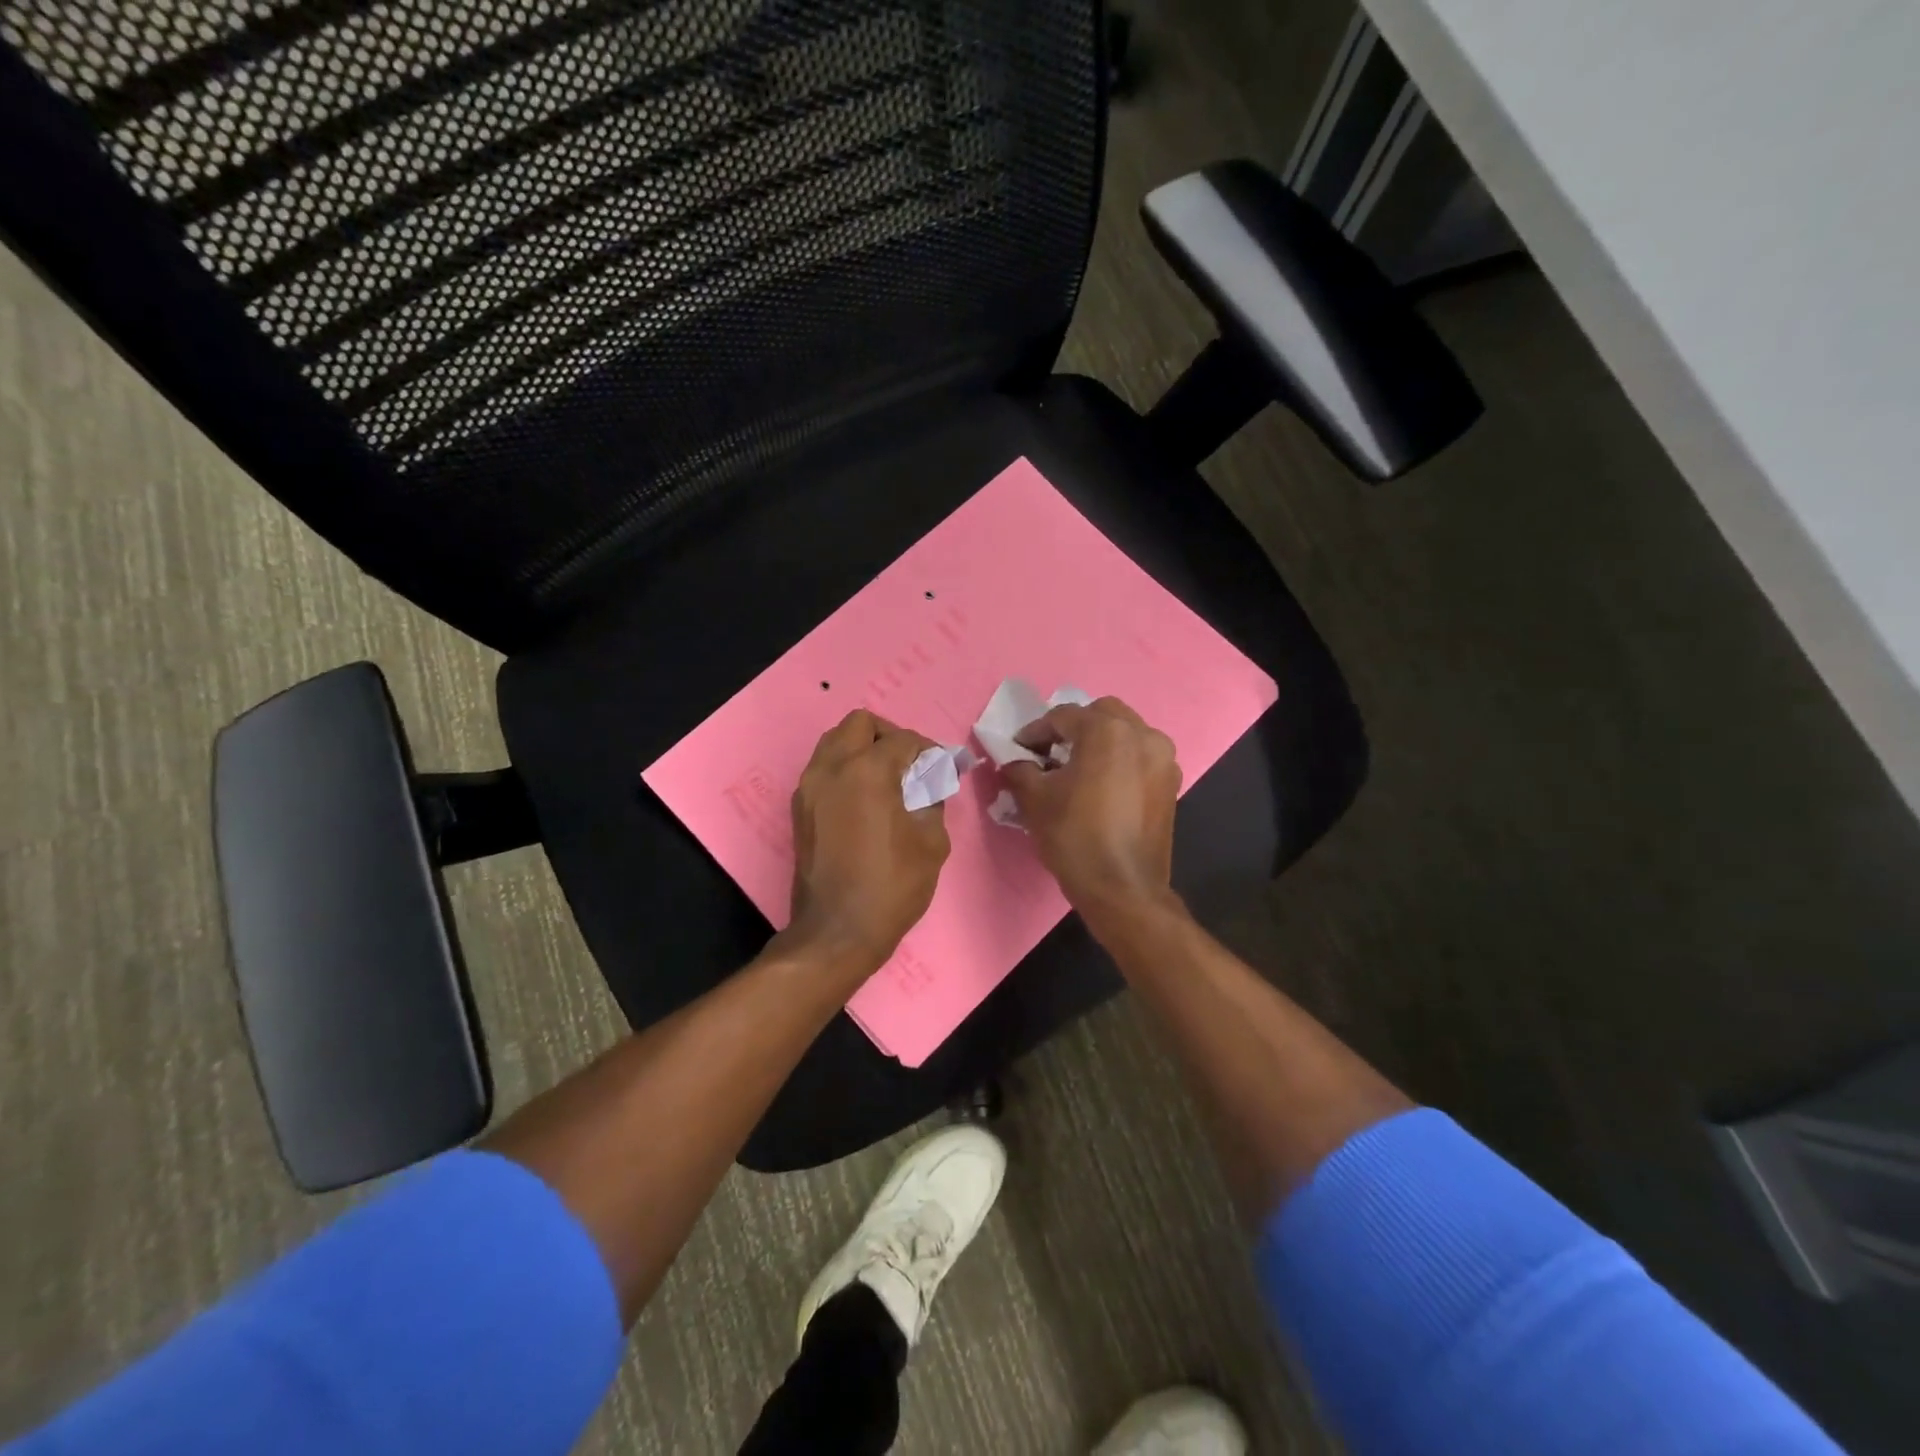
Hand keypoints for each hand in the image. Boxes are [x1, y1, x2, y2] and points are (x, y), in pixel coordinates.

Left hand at [786, 710, 950, 972]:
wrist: (836, 932)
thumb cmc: (891, 886)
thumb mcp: (930, 842)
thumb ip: (933, 799)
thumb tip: (932, 780)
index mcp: (867, 771)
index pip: (902, 740)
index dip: (929, 749)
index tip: (942, 766)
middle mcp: (831, 768)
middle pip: (860, 724)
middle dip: (889, 735)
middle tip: (910, 763)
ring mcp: (809, 787)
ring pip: (835, 742)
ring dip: (862, 748)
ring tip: (887, 778)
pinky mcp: (800, 808)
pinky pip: (823, 768)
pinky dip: (845, 768)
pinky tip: (865, 797)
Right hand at [1003, 697, 1181, 916]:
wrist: (1122, 889)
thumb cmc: (1075, 836)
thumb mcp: (1034, 799)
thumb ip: (1020, 769)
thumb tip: (1015, 762)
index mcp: (1107, 730)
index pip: (1062, 717)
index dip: (1035, 732)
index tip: (1017, 749)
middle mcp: (1142, 734)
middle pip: (1100, 715)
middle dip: (1072, 728)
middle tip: (1049, 752)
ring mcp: (1163, 759)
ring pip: (1125, 733)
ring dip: (1099, 741)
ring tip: (1075, 767)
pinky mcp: (1170, 783)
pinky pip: (1140, 756)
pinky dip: (1119, 760)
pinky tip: (1100, 784)